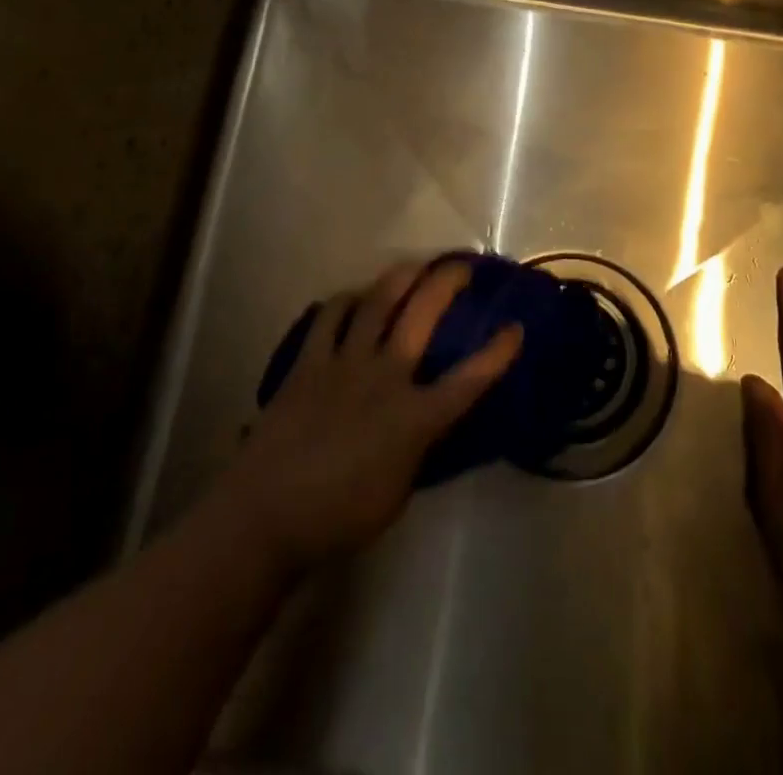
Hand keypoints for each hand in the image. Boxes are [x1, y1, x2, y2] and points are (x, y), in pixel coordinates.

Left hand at [209, 258, 522, 574]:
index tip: (516, 327)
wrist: (266, 515)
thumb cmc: (339, 517)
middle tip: (462, 265)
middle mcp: (385, 376)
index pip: (470, 379)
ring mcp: (345, 362)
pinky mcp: (309, 361)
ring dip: (400, 276)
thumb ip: (417, 448)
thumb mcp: (398, 492)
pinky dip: (345, 301)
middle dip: (448, 282)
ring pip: (377, 302)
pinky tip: (352, 298)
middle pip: (423, 314)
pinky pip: (329, 317)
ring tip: (413, 265)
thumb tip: (424, 422)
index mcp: (415, 417)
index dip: (498, 352)